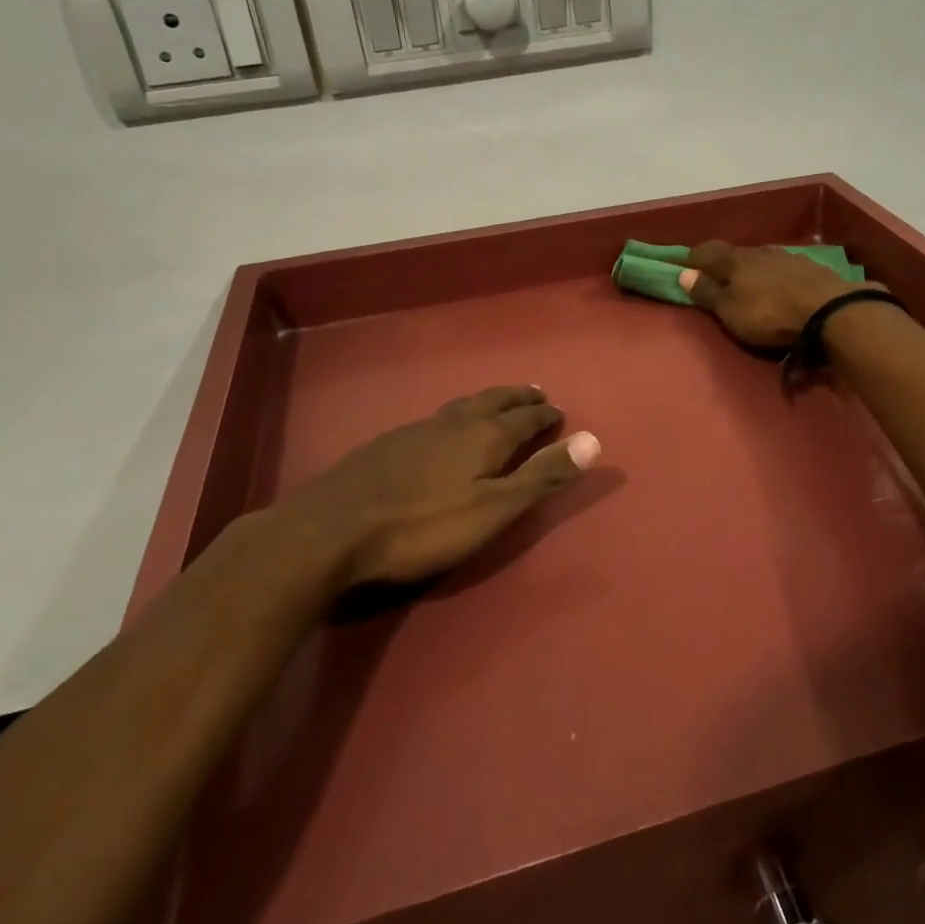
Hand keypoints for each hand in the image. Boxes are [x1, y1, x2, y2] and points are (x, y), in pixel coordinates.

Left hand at [264, 386, 600, 587]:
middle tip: (535, 392)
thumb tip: (594, 440)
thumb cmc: (422, 527)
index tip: (559, 411)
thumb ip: (541, 476)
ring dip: (485, 402)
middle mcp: (452, 423)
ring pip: (460, 407)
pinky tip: (440, 430)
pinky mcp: (385, 445)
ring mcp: (414, 431)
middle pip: (492, 402)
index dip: (545, 415)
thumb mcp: (493, 510)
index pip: (524, 417)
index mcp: (482, 437)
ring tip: (495, 403)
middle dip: (517, 398)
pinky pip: (433, 419)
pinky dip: (453, 416)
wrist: (330, 531)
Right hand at [678, 241, 871, 348]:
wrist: (830, 311)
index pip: (706, 251)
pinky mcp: (811, 269)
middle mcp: (760, 251)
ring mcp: (788, 257)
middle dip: (724, 264)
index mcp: (735, 259)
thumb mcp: (729, 311)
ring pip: (761, 260)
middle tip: (717, 278)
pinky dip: (775, 277)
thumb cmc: (769, 314)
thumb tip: (682, 273)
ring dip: (752, 270)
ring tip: (750, 285)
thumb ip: (706, 292)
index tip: (684, 267)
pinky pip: (784, 269)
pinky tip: (779, 288)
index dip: (693, 259)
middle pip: (735, 254)